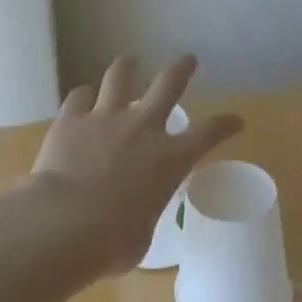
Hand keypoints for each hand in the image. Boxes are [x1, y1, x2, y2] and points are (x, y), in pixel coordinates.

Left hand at [31, 55, 242, 273]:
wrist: (65, 223)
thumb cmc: (112, 241)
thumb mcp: (141, 235)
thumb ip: (141, 214)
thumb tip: (130, 218)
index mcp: (169, 159)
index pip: (209, 133)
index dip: (226, 125)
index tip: (236, 120)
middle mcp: (142, 128)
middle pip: (168, 84)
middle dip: (180, 69)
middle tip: (187, 59)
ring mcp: (105, 118)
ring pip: (120, 77)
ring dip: (126, 68)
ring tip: (128, 62)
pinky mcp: (71, 119)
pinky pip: (78, 97)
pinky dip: (82, 97)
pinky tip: (81, 100)